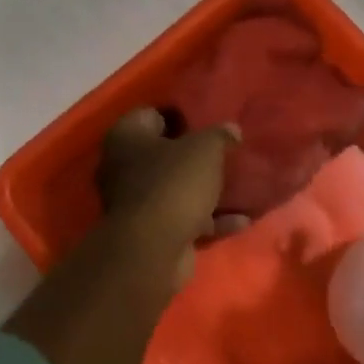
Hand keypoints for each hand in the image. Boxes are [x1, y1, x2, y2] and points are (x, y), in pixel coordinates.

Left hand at [95, 108, 236, 284]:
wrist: (153, 249)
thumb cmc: (173, 183)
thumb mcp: (205, 149)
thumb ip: (219, 135)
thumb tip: (230, 129)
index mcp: (126, 136)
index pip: (152, 114)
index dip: (181, 116)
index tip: (209, 120)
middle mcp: (122, 165)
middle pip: (164, 153)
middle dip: (194, 155)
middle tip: (225, 152)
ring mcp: (134, 201)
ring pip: (175, 188)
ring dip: (204, 190)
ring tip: (239, 185)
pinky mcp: (150, 232)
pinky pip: (183, 218)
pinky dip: (209, 219)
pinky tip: (240, 220)